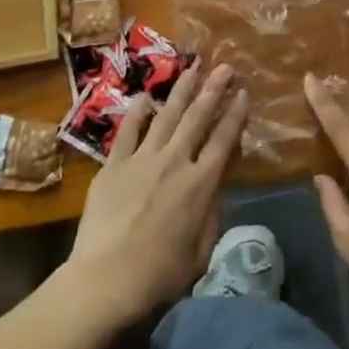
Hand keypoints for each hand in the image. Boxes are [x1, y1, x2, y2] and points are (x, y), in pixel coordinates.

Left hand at [62, 62, 248, 324]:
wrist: (104, 282)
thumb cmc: (159, 277)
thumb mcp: (201, 250)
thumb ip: (212, 211)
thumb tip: (218, 183)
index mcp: (200, 184)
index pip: (224, 140)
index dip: (235, 114)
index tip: (244, 92)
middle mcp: (175, 162)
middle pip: (198, 117)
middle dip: (214, 89)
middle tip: (225, 66)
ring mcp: (142, 159)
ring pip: (167, 114)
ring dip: (183, 89)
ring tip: (194, 67)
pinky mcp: (114, 165)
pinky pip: (128, 130)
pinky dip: (138, 112)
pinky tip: (147, 97)